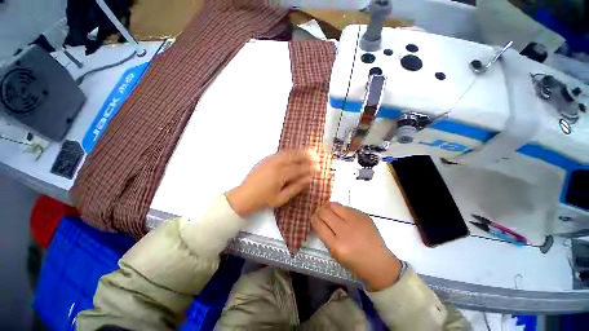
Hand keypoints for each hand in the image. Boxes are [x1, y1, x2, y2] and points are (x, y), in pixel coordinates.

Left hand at [226, 150, 316, 217]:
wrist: (245, 195)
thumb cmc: (264, 199)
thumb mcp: (281, 198)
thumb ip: (296, 187)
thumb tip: (308, 179)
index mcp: (281, 174)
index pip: (300, 169)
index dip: (310, 168)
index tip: (318, 167)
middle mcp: (277, 164)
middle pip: (295, 157)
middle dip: (307, 156)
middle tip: (317, 156)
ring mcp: (271, 159)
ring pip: (289, 152)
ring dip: (300, 151)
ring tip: (309, 151)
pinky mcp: (267, 158)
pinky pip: (281, 152)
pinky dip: (291, 151)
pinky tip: (295, 152)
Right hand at [311, 203, 401, 290]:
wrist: (379, 262)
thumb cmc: (355, 262)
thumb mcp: (335, 254)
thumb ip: (326, 236)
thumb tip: (319, 220)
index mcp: (337, 245)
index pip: (319, 225)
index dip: (314, 219)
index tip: (313, 218)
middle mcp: (345, 231)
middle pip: (325, 212)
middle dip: (319, 211)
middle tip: (320, 213)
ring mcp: (355, 221)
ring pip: (334, 205)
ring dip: (328, 207)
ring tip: (329, 211)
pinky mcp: (363, 215)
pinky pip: (346, 207)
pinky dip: (340, 210)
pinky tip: (343, 215)